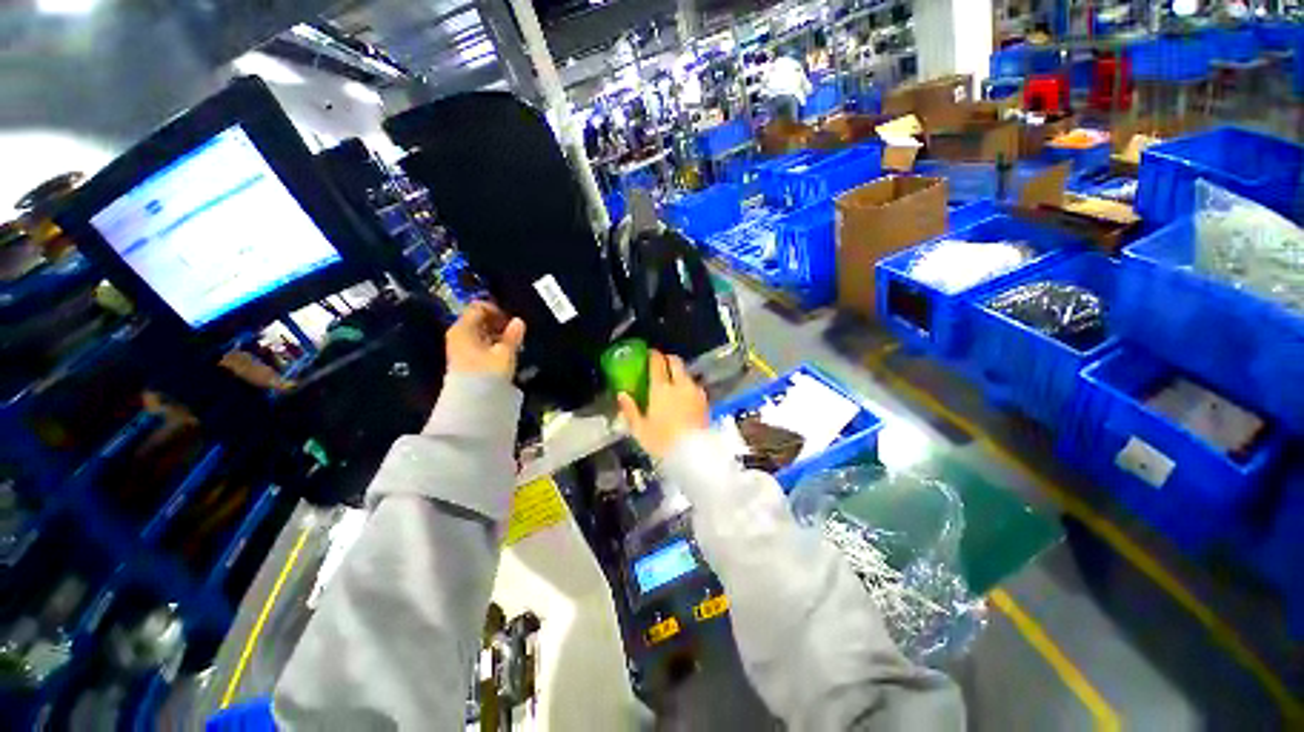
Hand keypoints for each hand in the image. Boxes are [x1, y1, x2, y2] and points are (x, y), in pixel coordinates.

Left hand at [446, 301, 525, 378]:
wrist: (470, 400)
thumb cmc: (487, 372)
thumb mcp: (505, 352)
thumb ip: (513, 335)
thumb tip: (519, 321)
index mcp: (463, 328)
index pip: (478, 307)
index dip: (497, 310)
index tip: (511, 321)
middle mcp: (457, 335)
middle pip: (478, 320)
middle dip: (498, 324)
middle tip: (515, 333)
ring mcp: (458, 348)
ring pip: (479, 333)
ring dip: (496, 336)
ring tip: (512, 346)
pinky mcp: (463, 360)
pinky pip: (478, 345)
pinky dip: (491, 346)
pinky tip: (503, 355)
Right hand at [617, 350, 708, 459]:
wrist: (695, 456)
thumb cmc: (663, 443)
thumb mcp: (640, 430)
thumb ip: (630, 409)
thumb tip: (622, 394)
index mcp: (661, 389)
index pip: (657, 363)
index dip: (653, 355)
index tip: (649, 354)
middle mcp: (680, 385)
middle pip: (676, 362)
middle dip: (668, 359)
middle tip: (661, 363)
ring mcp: (696, 392)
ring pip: (686, 374)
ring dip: (679, 373)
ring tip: (672, 383)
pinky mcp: (705, 402)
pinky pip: (694, 386)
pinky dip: (687, 386)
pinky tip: (683, 398)